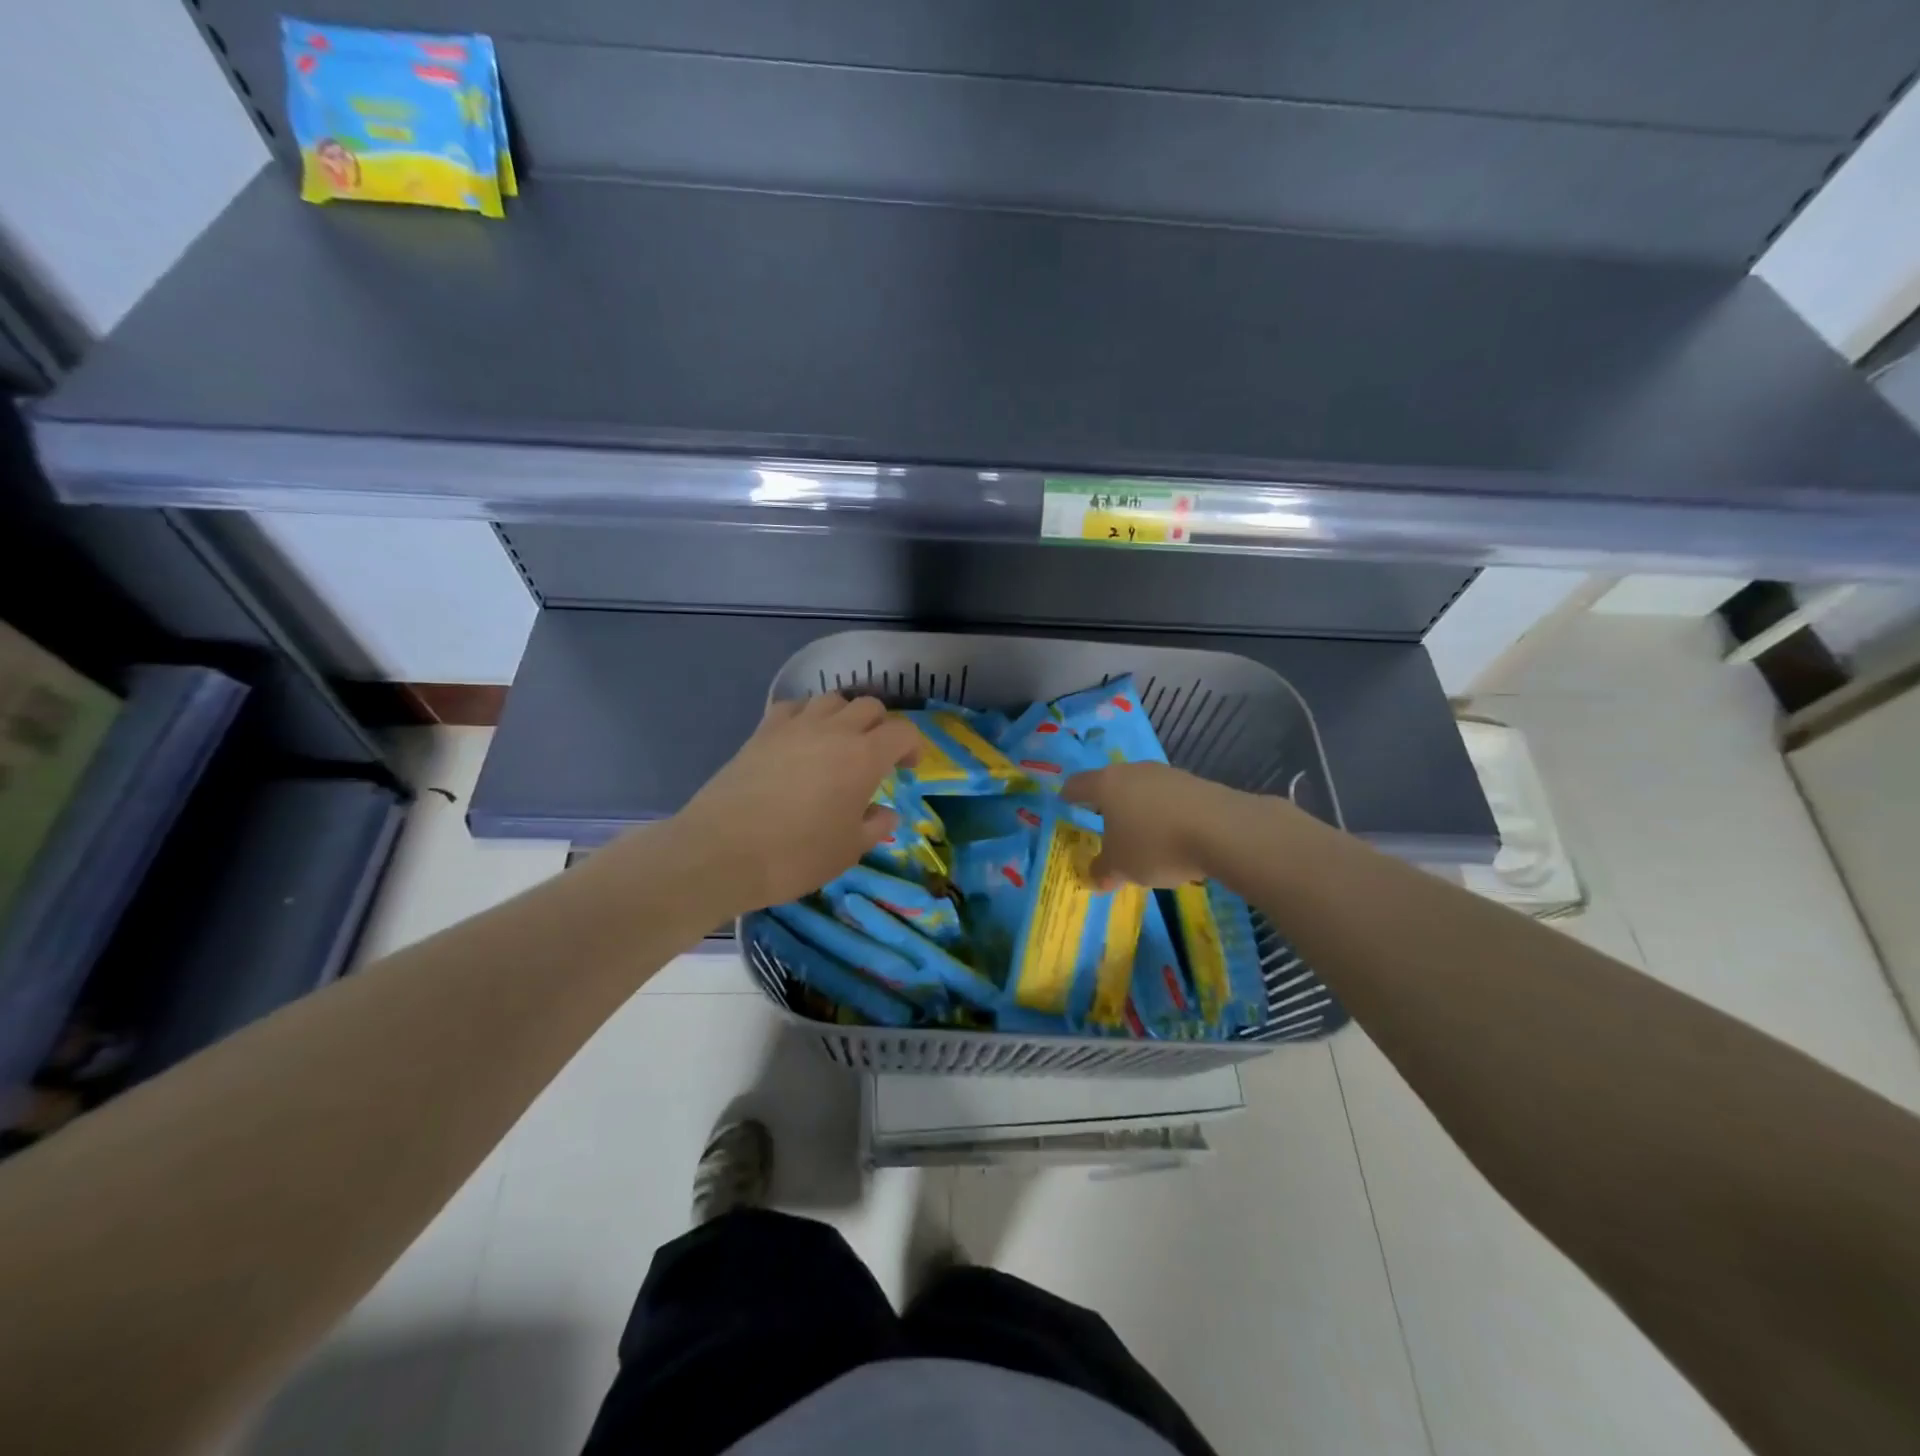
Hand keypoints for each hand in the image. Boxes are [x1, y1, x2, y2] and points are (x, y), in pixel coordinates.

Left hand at [672, 694, 919, 914]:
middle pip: (869, 706)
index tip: (906, 769)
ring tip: (838, 743)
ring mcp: (794, 726)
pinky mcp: (762, 732)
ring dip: (844, 716)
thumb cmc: (796, 856)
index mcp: (863, 757)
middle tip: (875, 756)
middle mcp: (833, 731)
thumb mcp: (848, 851)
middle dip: (880, 726)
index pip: (902, 731)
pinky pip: (792, 707)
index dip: (912, 747)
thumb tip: (886, 813)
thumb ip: (875, 826)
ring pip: (831, 699)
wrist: (721, 852)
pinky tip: (800, 739)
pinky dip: (805, 716)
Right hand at [1062, 762, 1246, 888]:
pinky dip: (1164, 814)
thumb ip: (1103, 870)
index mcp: (1106, 785)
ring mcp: (1166, 774)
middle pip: (1112, 784)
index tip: (1065, 803)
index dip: (1069, 795)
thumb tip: (1094, 876)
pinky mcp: (1195, 783)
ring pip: (1142, 790)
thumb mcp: (1121, 867)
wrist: (1223, 830)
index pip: (1077, 784)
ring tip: (1140, 836)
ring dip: (1138, 809)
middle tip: (1102, 825)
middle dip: (1106, 804)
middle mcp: (1133, 771)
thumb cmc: (1155, 845)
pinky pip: (1169, 799)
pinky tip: (1172, 837)